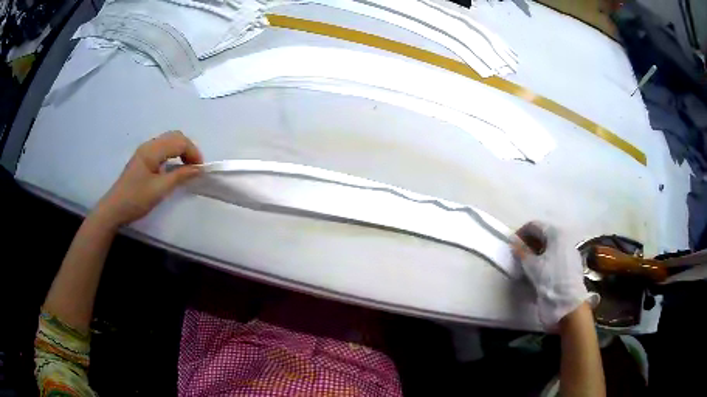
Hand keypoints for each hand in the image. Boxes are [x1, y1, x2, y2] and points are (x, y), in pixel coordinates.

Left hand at [93, 131, 202, 227]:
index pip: (179, 142)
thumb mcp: (159, 189)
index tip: (201, 169)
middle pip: (175, 136)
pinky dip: (173, 153)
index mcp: (152, 150)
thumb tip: (198, 169)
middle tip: (195, 167)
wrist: (114, 209)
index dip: (193, 152)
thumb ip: (179, 176)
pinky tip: (174, 167)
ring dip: (181, 150)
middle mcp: (149, 145)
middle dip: (189, 148)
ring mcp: (145, 151)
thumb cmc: (136, 199)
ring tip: (187, 167)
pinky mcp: (143, 158)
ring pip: (169, 141)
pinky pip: (163, 148)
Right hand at [513, 222, 598, 328]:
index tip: (512, 245)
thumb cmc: (549, 280)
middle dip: (529, 243)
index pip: (534, 225)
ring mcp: (569, 251)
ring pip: (549, 246)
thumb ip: (521, 251)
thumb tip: (513, 241)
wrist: (567, 303)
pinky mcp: (571, 264)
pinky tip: (539, 271)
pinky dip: (545, 259)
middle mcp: (565, 238)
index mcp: (556, 233)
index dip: (521, 233)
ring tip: (526, 264)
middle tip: (518, 255)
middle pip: (543, 235)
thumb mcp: (531, 265)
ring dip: (537, 252)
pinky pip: (555, 256)